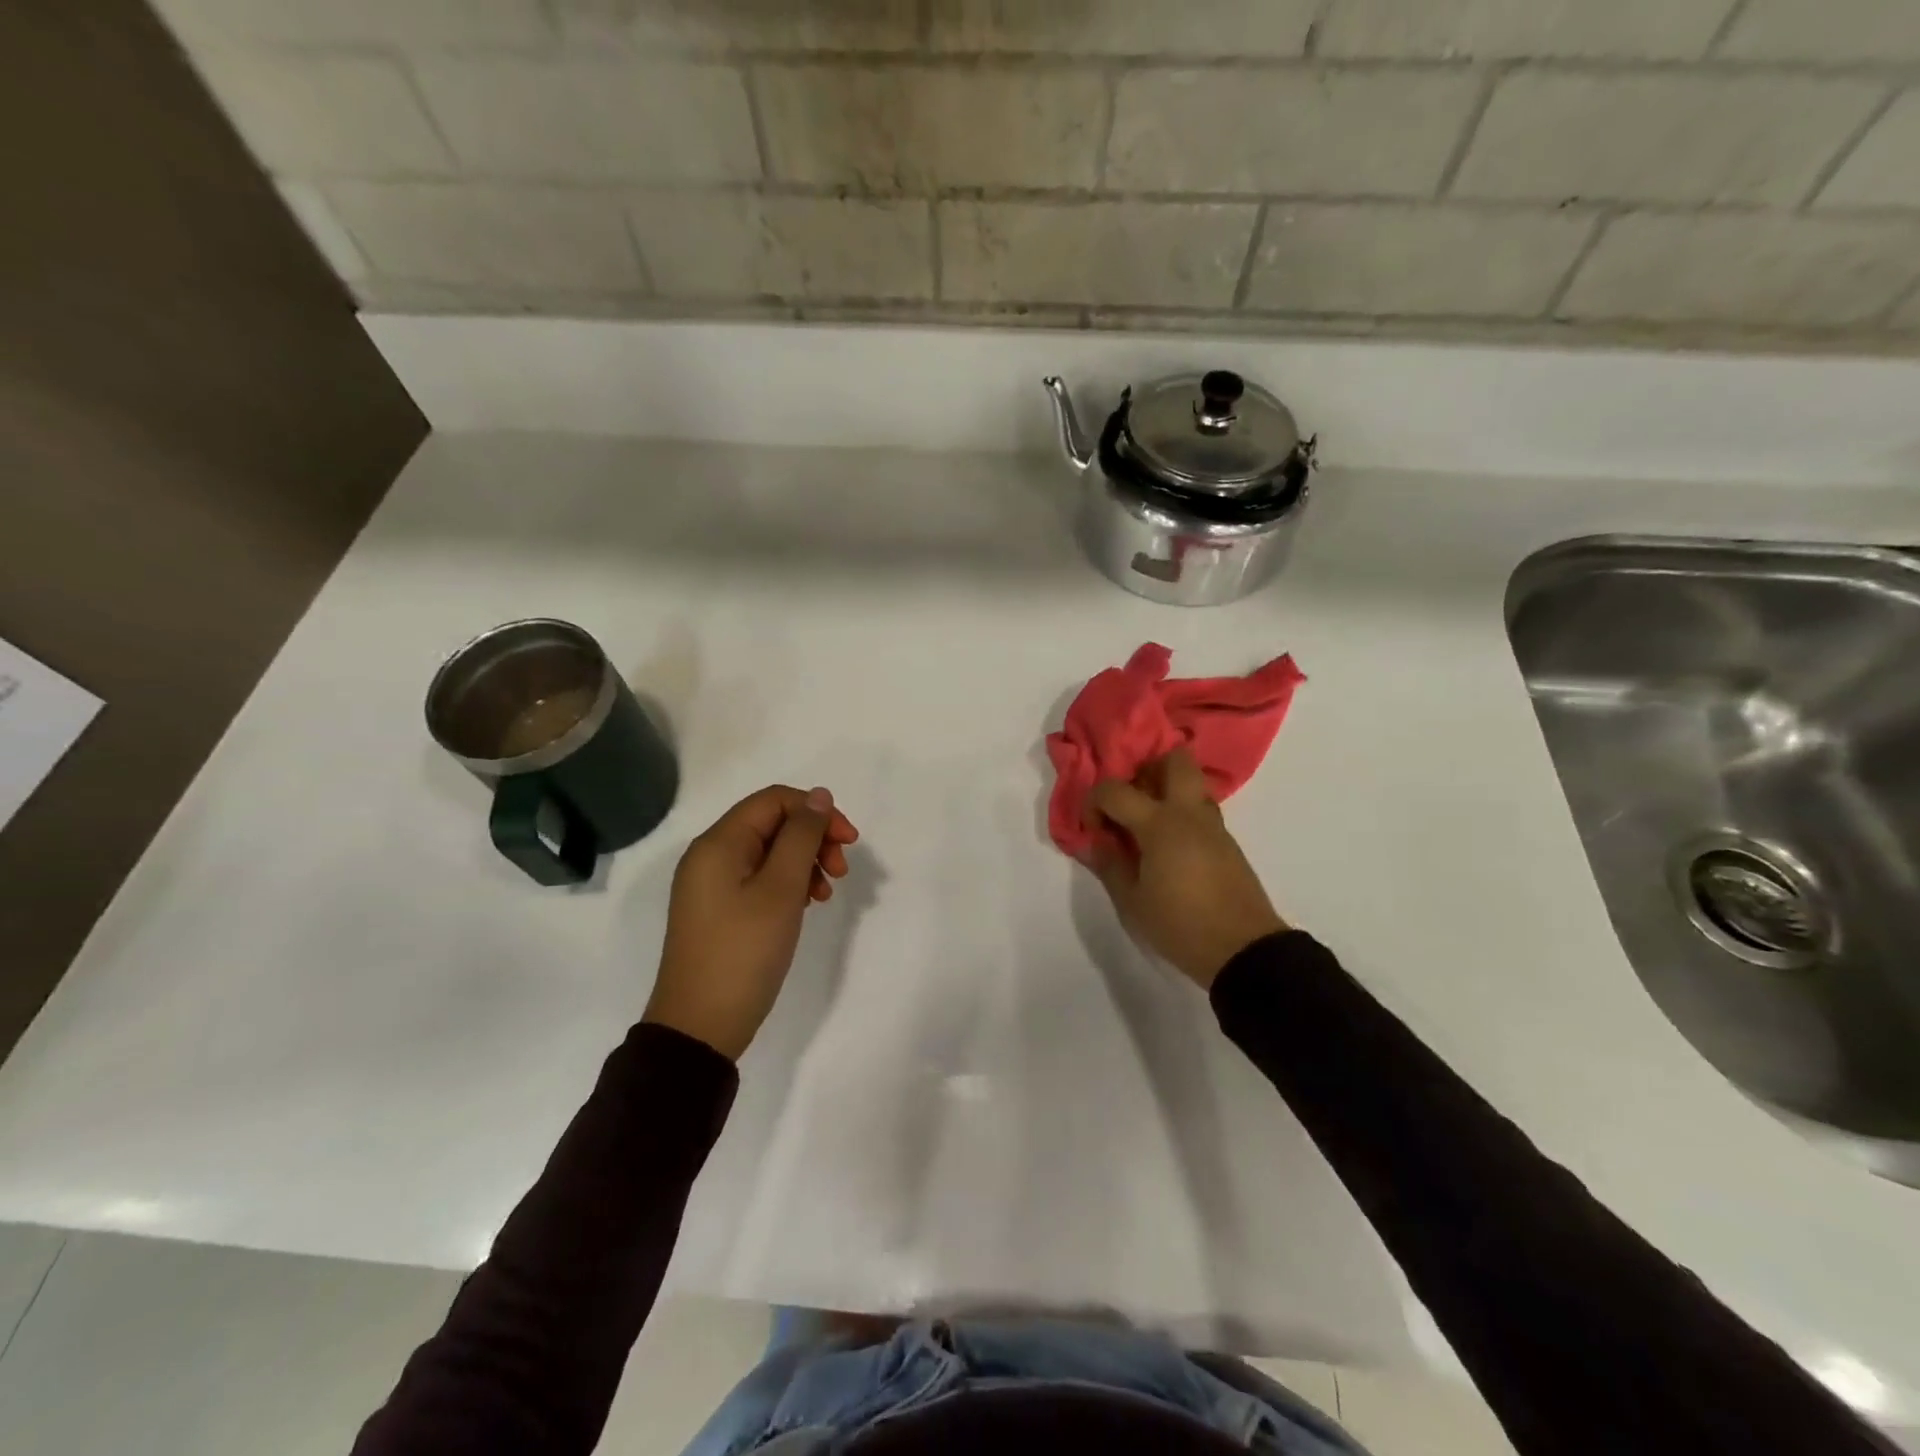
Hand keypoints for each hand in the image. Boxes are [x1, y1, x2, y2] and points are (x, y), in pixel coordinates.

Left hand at [644, 785, 859, 1060]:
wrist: (700, 1027)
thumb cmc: (743, 952)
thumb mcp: (781, 889)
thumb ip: (802, 836)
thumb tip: (819, 795)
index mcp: (719, 843)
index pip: (775, 800)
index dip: (817, 812)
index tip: (850, 842)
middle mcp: (711, 855)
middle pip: (773, 824)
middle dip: (814, 839)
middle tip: (841, 872)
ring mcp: (713, 885)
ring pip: (770, 852)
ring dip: (805, 862)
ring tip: (826, 894)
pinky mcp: (720, 910)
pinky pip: (760, 879)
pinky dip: (789, 884)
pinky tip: (807, 904)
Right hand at [1082, 748, 1288, 989]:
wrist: (1244, 951)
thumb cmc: (1180, 925)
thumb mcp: (1132, 901)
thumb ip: (1110, 864)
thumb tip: (1096, 840)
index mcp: (1160, 824)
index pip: (1114, 789)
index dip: (1094, 802)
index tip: (1093, 830)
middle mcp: (1188, 813)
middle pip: (1174, 759)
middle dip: (1145, 768)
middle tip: (1129, 800)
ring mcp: (1213, 825)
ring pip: (1191, 783)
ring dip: (1166, 790)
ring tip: (1146, 824)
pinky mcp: (1227, 842)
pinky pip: (1200, 809)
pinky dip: (1180, 813)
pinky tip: (1167, 846)